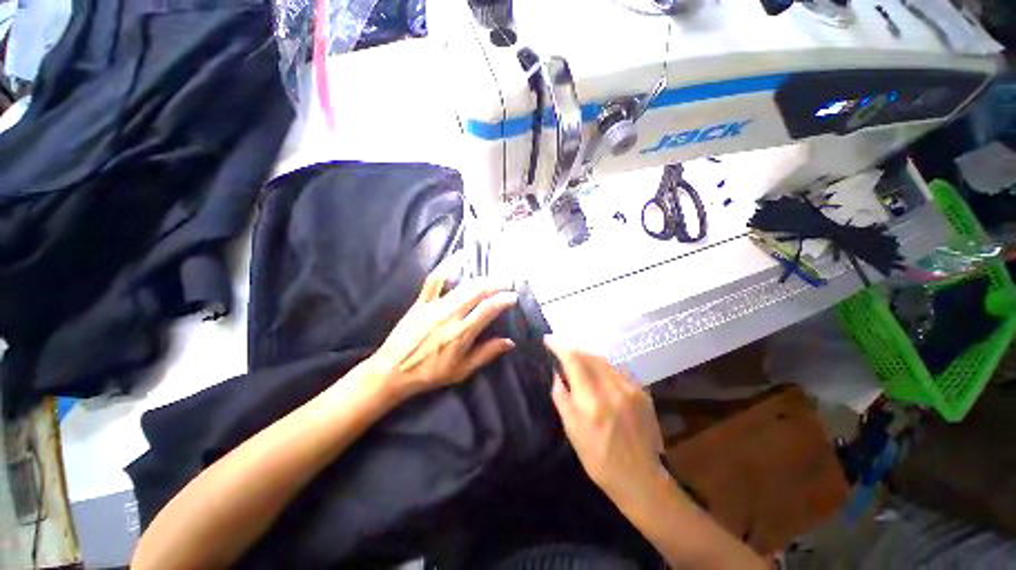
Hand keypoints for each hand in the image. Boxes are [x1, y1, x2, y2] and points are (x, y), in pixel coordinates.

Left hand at [366, 269, 517, 403]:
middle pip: (477, 292)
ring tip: (492, 276)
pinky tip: (459, 256)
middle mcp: (450, 315)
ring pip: (462, 286)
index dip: (504, 300)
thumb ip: (486, 354)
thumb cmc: (430, 373)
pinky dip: (447, 265)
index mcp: (461, 333)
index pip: (488, 309)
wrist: (393, 370)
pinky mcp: (421, 301)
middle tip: (507, 282)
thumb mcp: (462, 370)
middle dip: (496, 284)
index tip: (513, 296)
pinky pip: (435, 279)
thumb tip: (510, 342)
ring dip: (481, 278)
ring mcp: (435, 306)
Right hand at [546, 339, 666, 507]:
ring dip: (589, 358)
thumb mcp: (572, 431)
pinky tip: (599, 377)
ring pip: (605, 361)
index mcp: (592, 401)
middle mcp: (613, 389)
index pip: (574, 361)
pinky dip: (604, 368)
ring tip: (579, 363)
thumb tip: (557, 374)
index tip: (548, 339)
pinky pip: (618, 371)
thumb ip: (562, 397)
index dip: (559, 346)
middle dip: (574, 350)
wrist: (640, 478)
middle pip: (590, 355)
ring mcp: (631, 389)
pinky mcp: (643, 392)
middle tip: (562, 352)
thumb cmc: (598, 459)